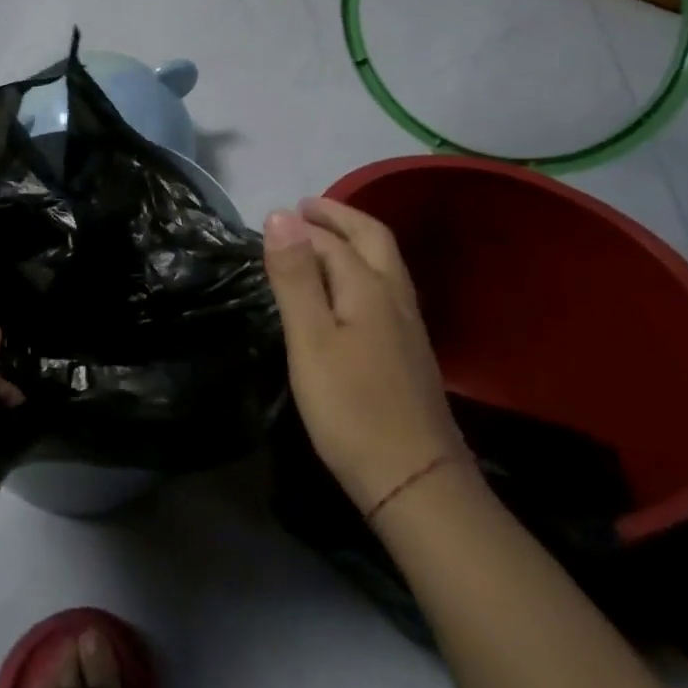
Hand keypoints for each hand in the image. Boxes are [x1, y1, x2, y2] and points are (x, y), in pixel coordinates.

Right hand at [264, 198, 462, 513]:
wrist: (414, 480)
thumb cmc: (351, 407)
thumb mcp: (310, 338)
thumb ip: (294, 276)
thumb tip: (280, 214)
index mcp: (368, 287)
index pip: (332, 241)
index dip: (302, 225)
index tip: (272, 217)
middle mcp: (394, 297)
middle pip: (372, 239)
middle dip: (340, 216)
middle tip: (306, 207)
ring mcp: (407, 326)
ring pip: (384, 264)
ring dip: (353, 239)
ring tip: (321, 239)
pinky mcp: (408, 351)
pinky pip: (384, 288)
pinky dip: (361, 268)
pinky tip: (346, 291)